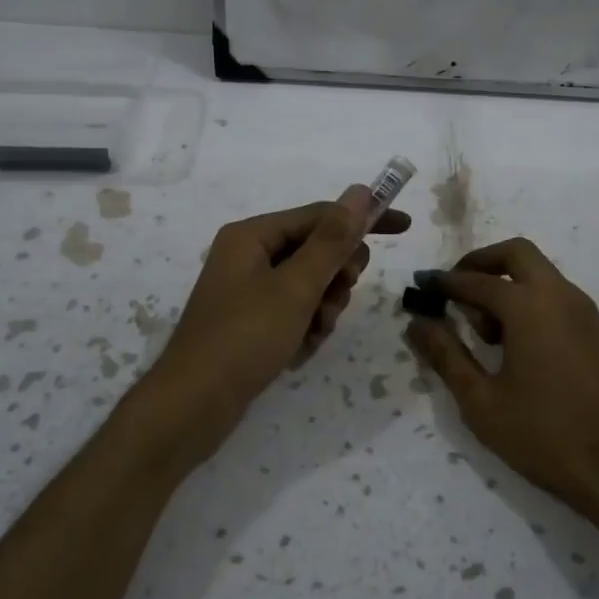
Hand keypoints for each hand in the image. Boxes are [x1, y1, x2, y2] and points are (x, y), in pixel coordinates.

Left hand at [153, 186, 410, 418]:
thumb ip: (332, 240)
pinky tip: (298, 351)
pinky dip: (306, 328)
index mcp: (253, 236)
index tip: (405, 228)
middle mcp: (249, 255)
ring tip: (312, 333)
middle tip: (334, 300)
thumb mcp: (296, 287)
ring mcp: (249, 290)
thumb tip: (360, 192)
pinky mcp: (252, 321)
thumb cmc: (244, 338)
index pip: (321, 215)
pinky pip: (295, 311)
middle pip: (317, 250)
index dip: (363, 220)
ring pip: (311, 285)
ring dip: (322, 308)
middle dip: (335, 277)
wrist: (193, 406)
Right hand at [405, 239, 598, 525]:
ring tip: (486, 333)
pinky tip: (520, 348)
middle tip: (456, 291)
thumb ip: (447, 356)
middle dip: (481, 263)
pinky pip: (559, 299)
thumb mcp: (482, 401)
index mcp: (528, 306)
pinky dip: (533, 303)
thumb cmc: (545, 435)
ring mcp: (587, 313)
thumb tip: (418, 323)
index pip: (475, 281)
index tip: (421, 288)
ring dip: (509, 285)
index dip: (444, 283)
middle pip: (517, 254)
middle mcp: (561, 296)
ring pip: (541, 276)